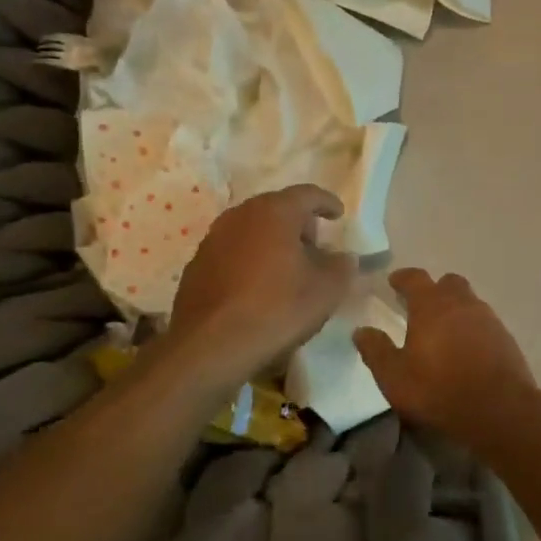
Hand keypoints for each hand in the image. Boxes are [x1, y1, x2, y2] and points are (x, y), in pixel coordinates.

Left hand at [169, 186, 354, 386]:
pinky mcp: (197, 265)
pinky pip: (233, 252)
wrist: (211, 346)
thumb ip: (342, 267)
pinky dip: (250, 260)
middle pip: (277, 209)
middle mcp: (240, 215)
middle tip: (315, 248)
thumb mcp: (326, 290)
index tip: (338, 215)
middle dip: (299, 224)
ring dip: (273, 242)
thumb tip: (343, 257)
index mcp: (274, 212)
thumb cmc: (277, 308)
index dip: (327, 203)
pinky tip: (258, 288)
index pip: (307, 194)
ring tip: (288, 270)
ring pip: (252, 230)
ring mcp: (213, 239)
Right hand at [353, 268, 536, 441]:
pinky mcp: (506, 338)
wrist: (499, 409)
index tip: (394, 281)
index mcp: (431, 305)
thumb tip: (361, 331)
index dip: (403, 278)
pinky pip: (484, 322)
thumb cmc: (439, 389)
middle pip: (448, 283)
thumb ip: (376, 351)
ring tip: (443, 329)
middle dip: (434, 289)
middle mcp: (462, 303)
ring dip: (455, 308)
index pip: (415, 278)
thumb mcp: (395, 377)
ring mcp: (488, 319)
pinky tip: (466, 348)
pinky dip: (472, 327)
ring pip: (469, 301)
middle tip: (420, 305)